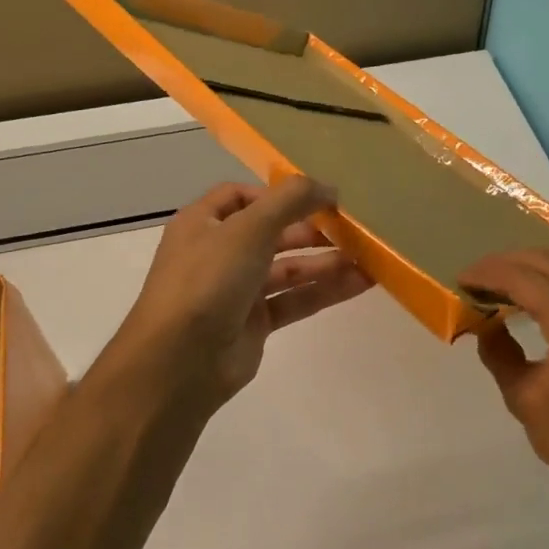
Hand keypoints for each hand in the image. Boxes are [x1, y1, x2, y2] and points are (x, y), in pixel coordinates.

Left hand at [109, 175, 372, 412]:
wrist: (180, 361)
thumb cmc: (208, 280)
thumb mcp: (249, 228)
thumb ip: (291, 201)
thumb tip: (329, 187)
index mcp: (203, 223)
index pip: (240, 196)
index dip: (277, 194)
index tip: (316, 197)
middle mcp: (218, 253)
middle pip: (271, 233)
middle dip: (310, 229)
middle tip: (351, 228)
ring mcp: (236, 290)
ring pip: (288, 269)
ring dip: (325, 262)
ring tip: (368, 257)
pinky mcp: (255, 323)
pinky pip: (294, 300)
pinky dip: (324, 291)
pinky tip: (360, 283)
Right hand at [459, 248, 548, 498]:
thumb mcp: (523, 398)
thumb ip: (499, 352)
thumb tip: (482, 322)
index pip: (528, 281)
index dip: (491, 274)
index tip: (462, 279)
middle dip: (508, 262)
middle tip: (476, 276)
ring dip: (533, 263)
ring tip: (501, 277)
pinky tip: (533, 288)